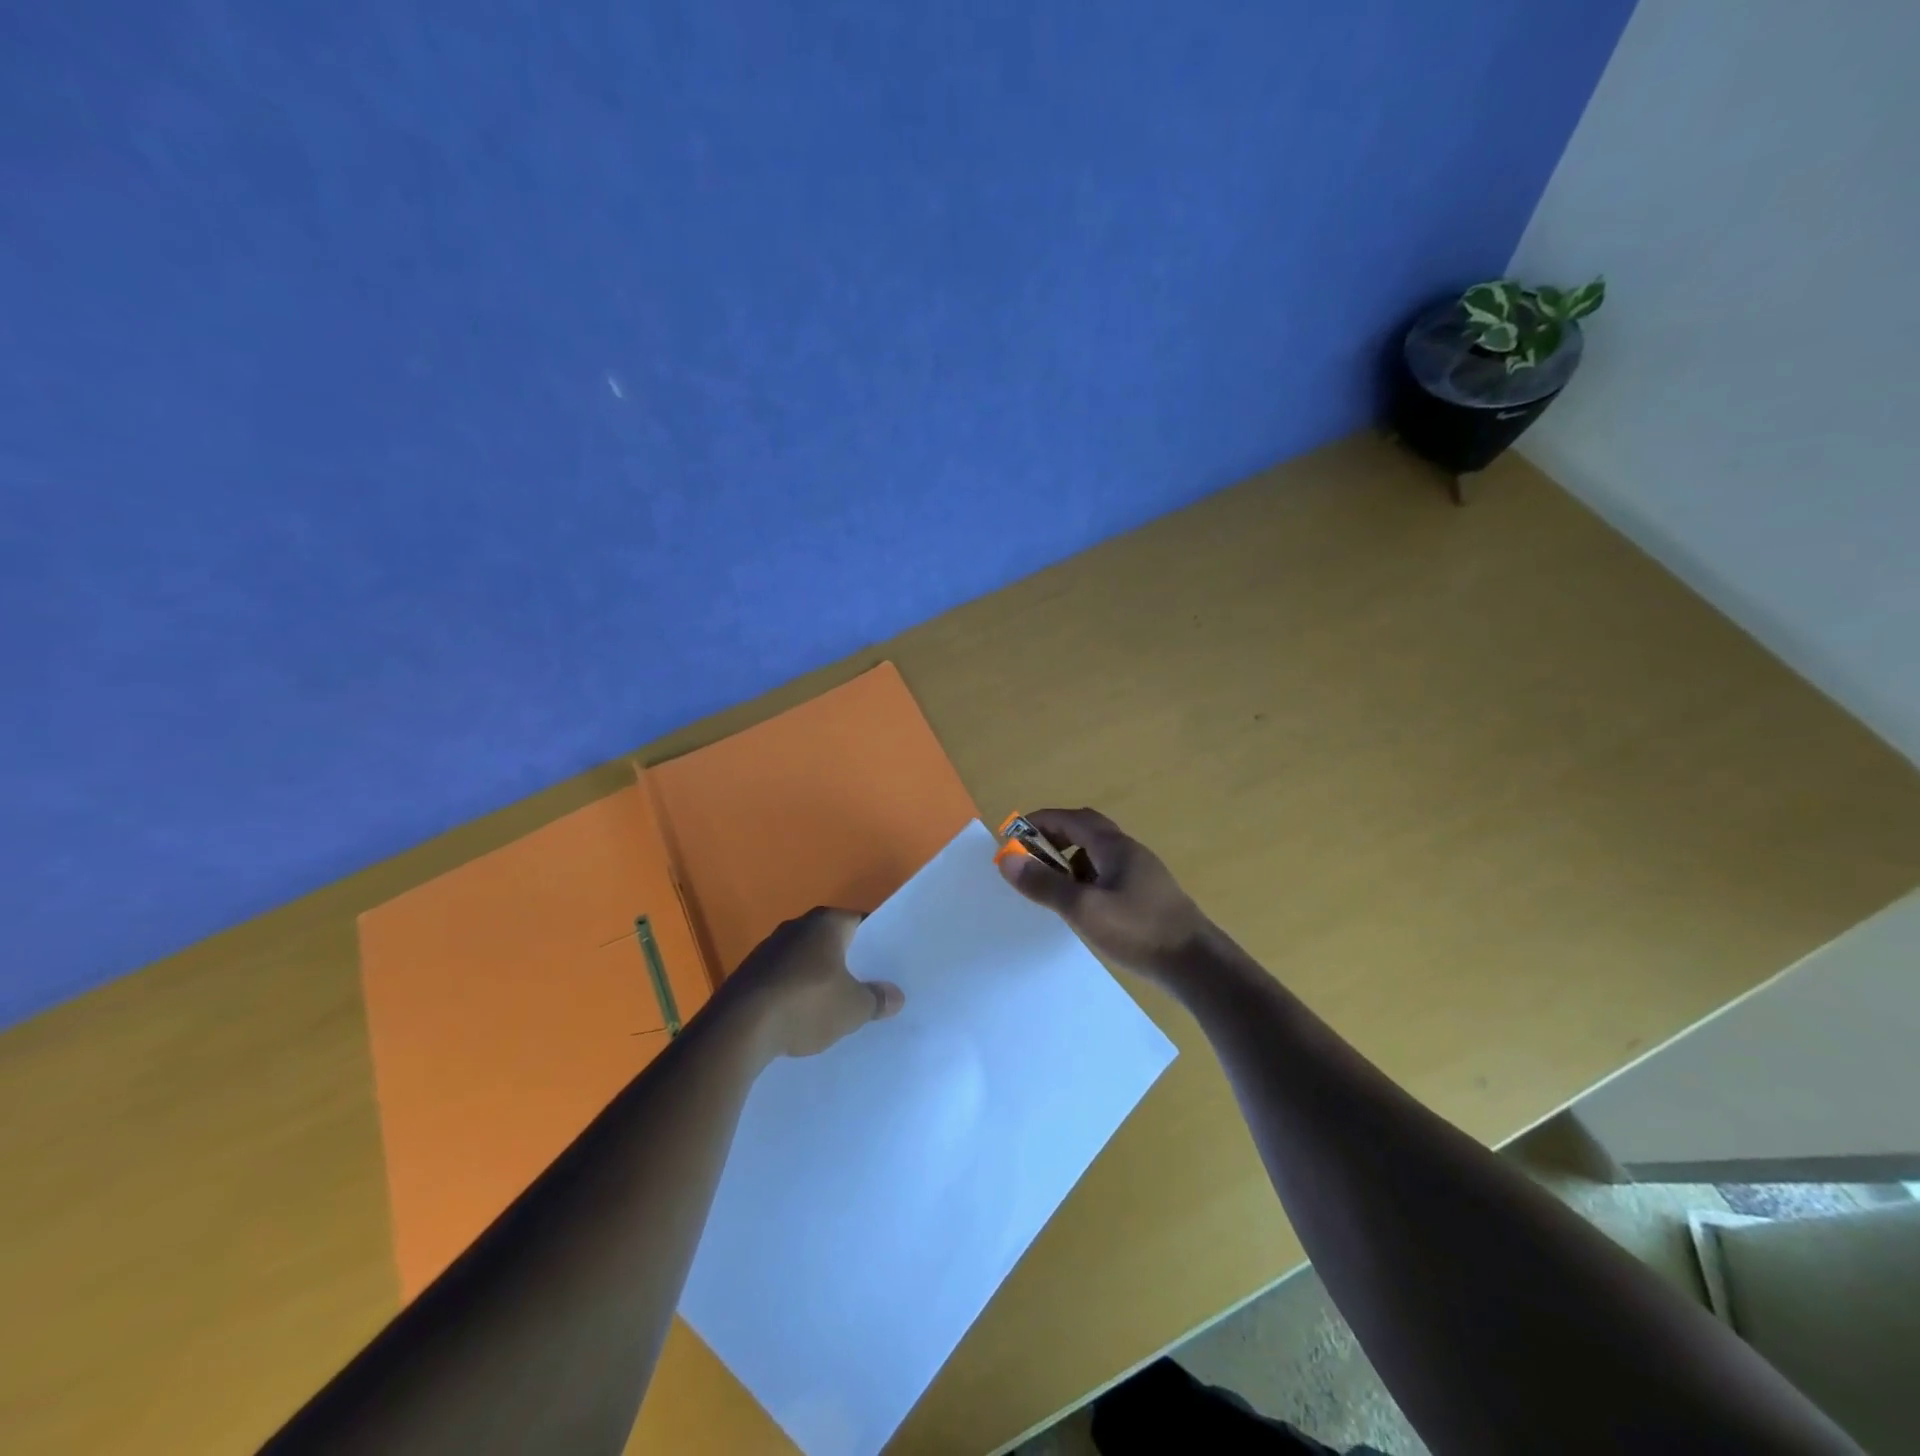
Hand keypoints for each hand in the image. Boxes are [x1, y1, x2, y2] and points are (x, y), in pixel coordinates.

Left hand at [723, 907, 904, 1059]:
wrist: (739, 1028)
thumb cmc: (806, 1004)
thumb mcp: (853, 1008)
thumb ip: (877, 999)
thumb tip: (896, 996)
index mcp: (826, 923)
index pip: (860, 923)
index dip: (877, 943)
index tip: (888, 964)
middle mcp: (796, 926)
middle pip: (833, 941)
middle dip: (848, 963)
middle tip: (868, 986)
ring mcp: (768, 949)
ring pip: (806, 961)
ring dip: (819, 979)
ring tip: (836, 1006)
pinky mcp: (749, 975)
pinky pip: (784, 980)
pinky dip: (795, 994)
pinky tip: (802, 1018)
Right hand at [995, 807, 1212, 983]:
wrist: (1197, 965)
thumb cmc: (1138, 931)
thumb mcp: (1083, 908)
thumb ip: (1044, 884)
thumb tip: (1006, 858)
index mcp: (1114, 847)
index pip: (1072, 818)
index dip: (1040, 821)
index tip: (1013, 833)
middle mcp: (1129, 852)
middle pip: (1087, 831)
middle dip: (1054, 838)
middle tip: (1029, 858)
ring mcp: (1142, 875)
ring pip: (1098, 855)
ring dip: (1071, 861)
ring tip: (1052, 886)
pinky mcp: (1148, 897)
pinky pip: (1109, 876)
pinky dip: (1087, 881)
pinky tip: (1083, 907)